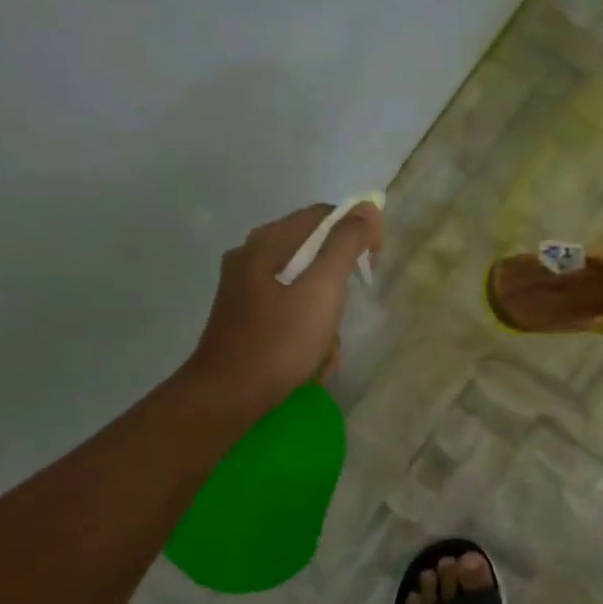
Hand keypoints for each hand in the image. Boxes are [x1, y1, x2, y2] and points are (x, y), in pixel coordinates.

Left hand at [184, 202, 382, 417]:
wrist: (229, 396)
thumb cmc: (280, 341)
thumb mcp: (322, 289)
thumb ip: (345, 244)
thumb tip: (367, 207)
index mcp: (266, 241)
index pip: (323, 216)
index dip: (357, 232)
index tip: (373, 266)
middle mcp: (250, 256)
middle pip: (312, 251)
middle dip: (339, 281)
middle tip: (348, 310)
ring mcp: (243, 288)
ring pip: (302, 284)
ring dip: (324, 312)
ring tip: (327, 345)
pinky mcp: (243, 317)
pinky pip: (288, 309)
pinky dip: (306, 328)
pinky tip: (309, 355)